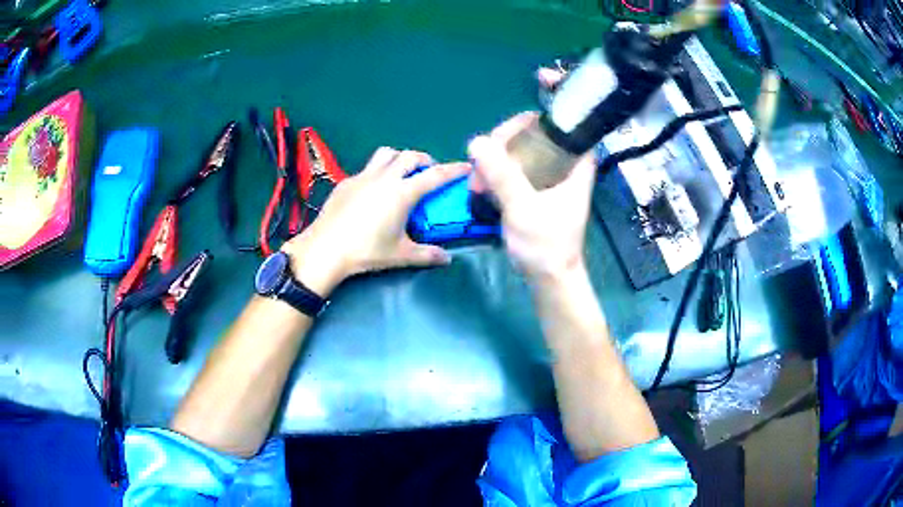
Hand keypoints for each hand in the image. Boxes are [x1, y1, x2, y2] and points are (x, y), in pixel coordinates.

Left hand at [281, 148, 470, 295]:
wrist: (325, 248)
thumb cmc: (366, 251)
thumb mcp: (400, 255)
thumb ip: (427, 255)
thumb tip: (447, 259)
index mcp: (402, 193)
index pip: (435, 175)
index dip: (453, 170)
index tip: (467, 166)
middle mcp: (384, 178)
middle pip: (410, 156)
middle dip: (425, 159)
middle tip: (429, 172)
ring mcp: (363, 176)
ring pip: (386, 154)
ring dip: (400, 158)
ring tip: (402, 173)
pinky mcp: (346, 181)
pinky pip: (367, 168)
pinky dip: (378, 171)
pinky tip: (374, 190)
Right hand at [468, 113, 595, 284]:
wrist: (549, 279)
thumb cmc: (546, 245)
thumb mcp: (524, 208)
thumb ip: (502, 176)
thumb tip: (476, 141)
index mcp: (574, 164)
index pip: (558, 125)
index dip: (531, 122)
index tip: (503, 134)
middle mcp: (562, 166)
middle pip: (532, 136)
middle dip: (502, 145)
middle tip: (482, 162)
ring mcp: (547, 179)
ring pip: (519, 154)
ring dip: (495, 162)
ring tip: (477, 183)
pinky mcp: (534, 191)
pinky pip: (513, 171)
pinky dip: (496, 176)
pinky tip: (480, 189)